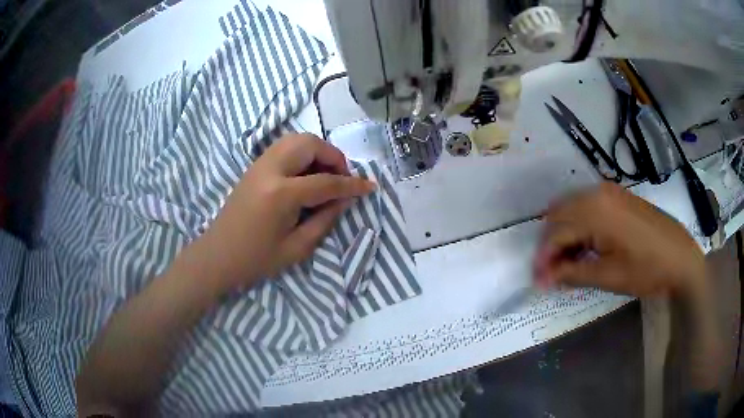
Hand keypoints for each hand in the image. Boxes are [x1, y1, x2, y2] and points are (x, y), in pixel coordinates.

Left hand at [187, 133, 375, 292]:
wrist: (217, 256)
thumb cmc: (256, 260)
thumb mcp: (296, 248)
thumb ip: (324, 220)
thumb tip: (344, 199)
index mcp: (281, 194)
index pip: (326, 182)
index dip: (352, 184)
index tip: (370, 186)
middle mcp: (270, 170)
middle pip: (309, 144)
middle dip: (333, 157)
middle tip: (341, 179)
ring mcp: (259, 164)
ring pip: (296, 139)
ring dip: (317, 151)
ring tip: (325, 175)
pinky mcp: (254, 167)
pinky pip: (284, 147)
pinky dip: (302, 153)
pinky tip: (306, 175)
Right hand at [534, 183, 706, 297]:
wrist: (681, 256)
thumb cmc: (647, 269)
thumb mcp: (608, 276)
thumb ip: (572, 273)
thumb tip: (543, 278)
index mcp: (595, 211)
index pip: (556, 233)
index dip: (543, 258)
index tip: (539, 281)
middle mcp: (597, 193)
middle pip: (559, 215)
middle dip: (551, 245)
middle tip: (553, 273)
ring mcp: (609, 191)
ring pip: (572, 209)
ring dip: (565, 234)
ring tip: (570, 263)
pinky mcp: (618, 196)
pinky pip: (588, 206)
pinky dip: (580, 226)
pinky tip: (588, 247)